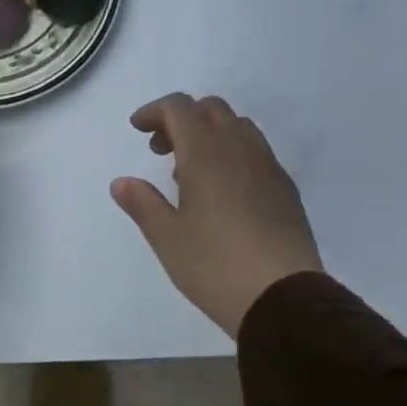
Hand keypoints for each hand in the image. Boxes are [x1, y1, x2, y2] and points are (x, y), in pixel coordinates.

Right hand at [111, 93, 323, 336]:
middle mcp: (240, 149)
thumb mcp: (167, 238)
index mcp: (206, 153)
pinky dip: (232, 153)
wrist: (282, 297)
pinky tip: (223, 192)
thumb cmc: (214, 265)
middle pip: (211, 109)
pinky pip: (256, 152)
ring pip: (238, 127)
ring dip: (209, 134)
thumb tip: (121, 182)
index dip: (155, 111)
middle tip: (161, 150)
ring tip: (190, 173)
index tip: (138, 130)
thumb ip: (142, 203)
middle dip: (182, 119)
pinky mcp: (285, 188)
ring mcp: (268, 167)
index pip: (180, 108)